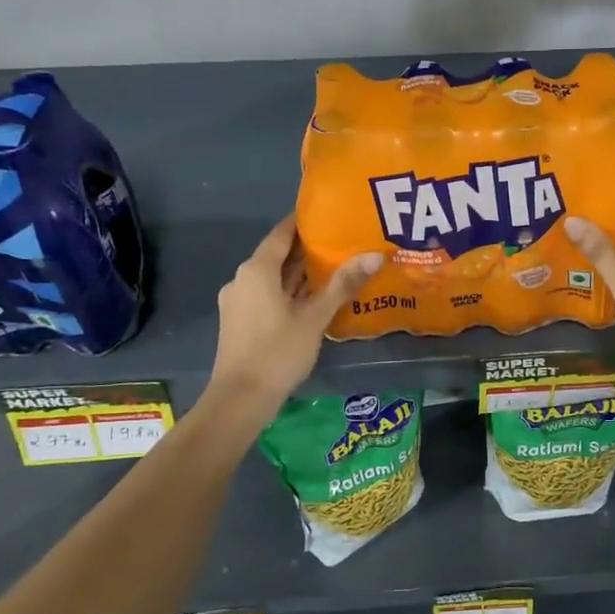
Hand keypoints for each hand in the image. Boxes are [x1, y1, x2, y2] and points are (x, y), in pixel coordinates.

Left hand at [208, 216, 383, 415]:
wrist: (240, 399)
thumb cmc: (277, 352)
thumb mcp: (315, 317)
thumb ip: (343, 284)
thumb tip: (375, 255)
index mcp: (257, 270)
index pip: (282, 233)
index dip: (304, 222)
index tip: (330, 214)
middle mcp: (243, 279)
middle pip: (277, 255)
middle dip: (307, 249)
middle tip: (342, 241)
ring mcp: (239, 302)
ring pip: (273, 278)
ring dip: (299, 273)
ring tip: (335, 266)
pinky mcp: (241, 322)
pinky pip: (268, 295)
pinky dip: (290, 291)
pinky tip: (315, 298)